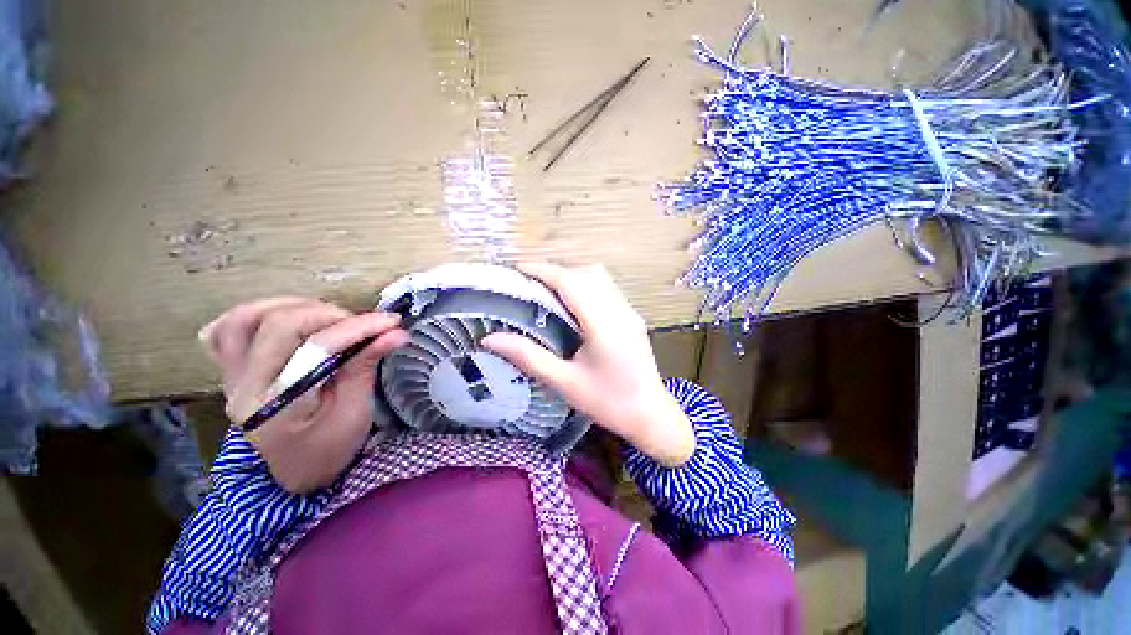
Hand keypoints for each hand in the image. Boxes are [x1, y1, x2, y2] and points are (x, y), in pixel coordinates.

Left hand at [199, 298, 408, 492]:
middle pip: (277, 324)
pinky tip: (283, 318)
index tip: (392, 322)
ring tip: (328, 317)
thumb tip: (396, 333)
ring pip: (246, 317)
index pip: (316, 349)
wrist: (295, 472)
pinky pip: (225, 329)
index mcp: (279, 406)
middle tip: (359, 324)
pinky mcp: (229, 370)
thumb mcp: (356, 411)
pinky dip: (255, 313)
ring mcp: (230, 376)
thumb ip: (366, 365)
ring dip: (294, 306)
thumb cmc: (330, 448)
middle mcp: (244, 387)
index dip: (358, 328)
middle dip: (329, 314)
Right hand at [482, 264, 695, 466]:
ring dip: (573, 277)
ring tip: (549, 292)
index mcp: (603, 324)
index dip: (543, 270)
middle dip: (556, 272)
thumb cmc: (607, 403)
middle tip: (530, 284)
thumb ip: (528, 357)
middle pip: (587, 274)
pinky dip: (586, 287)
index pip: (571, 282)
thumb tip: (490, 339)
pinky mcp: (633, 318)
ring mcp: (630, 312)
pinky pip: (607, 290)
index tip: (518, 268)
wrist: (650, 416)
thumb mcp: (564, 382)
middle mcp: (620, 310)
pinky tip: (574, 306)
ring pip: (600, 278)